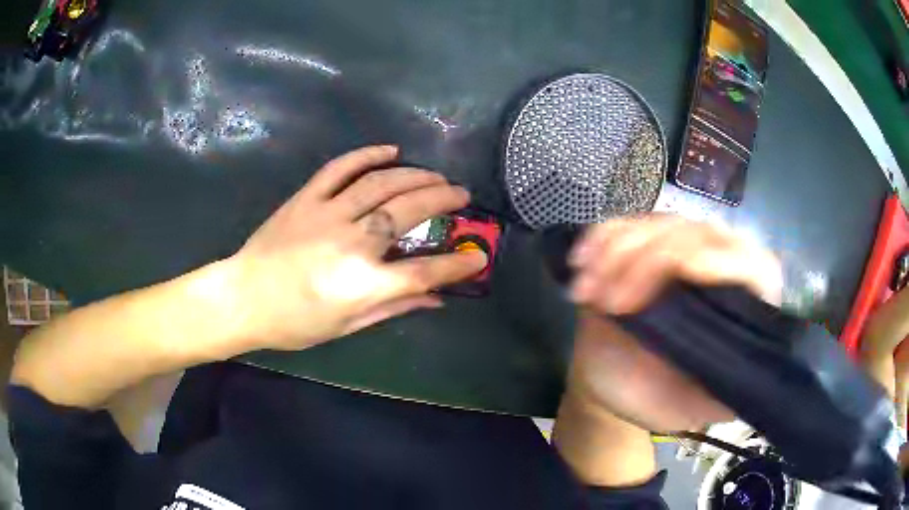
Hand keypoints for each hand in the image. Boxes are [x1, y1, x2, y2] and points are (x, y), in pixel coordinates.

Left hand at [227, 145, 486, 350]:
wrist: (243, 298)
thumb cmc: (294, 322)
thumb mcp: (347, 326)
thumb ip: (394, 307)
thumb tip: (436, 299)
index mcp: (361, 283)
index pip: (423, 271)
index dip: (456, 265)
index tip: (478, 256)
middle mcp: (350, 242)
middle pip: (408, 212)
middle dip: (443, 200)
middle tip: (462, 195)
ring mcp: (327, 213)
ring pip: (381, 184)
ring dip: (415, 175)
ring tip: (436, 176)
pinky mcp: (306, 198)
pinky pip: (340, 168)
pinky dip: (367, 155)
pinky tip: (390, 150)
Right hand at [565, 214, 782, 431]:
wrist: (613, 380)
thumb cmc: (655, 396)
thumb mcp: (691, 409)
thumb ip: (721, 395)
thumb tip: (748, 378)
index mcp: (741, 305)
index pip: (754, 267)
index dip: (724, 261)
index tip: (683, 271)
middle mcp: (718, 265)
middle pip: (698, 234)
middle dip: (649, 262)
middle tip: (611, 304)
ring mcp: (680, 248)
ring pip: (658, 224)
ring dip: (617, 251)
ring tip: (586, 292)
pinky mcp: (644, 243)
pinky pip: (626, 224)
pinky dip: (601, 238)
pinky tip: (581, 262)